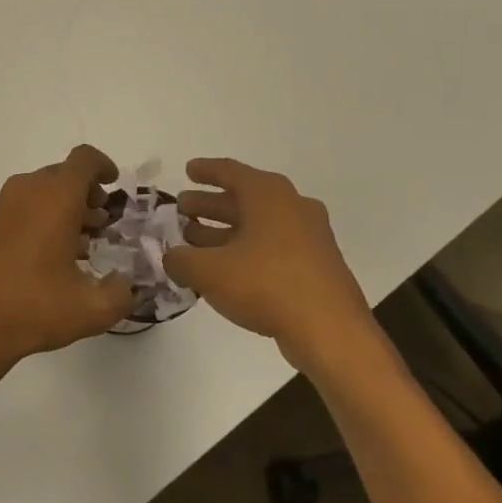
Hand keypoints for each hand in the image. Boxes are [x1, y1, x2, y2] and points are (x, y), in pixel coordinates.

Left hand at [0, 144, 135, 366]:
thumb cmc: (34, 307)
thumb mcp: (91, 309)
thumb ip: (121, 293)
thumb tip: (126, 284)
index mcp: (56, 197)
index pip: (84, 159)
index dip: (103, 166)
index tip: (114, 186)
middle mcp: (29, 190)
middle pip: (64, 174)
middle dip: (87, 193)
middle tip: (103, 223)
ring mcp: (4, 205)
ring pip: (44, 190)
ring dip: (67, 207)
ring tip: (85, 242)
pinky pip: (26, 205)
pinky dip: (45, 216)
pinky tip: (55, 255)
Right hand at [162, 158, 377, 377]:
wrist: (331, 332)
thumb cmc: (267, 285)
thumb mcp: (209, 271)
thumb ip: (180, 260)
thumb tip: (171, 258)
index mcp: (268, 195)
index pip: (230, 171)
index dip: (205, 170)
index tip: (187, 170)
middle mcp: (292, 207)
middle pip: (244, 198)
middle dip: (211, 204)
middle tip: (183, 207)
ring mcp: (308, 237)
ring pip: (258, 225)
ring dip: (225, 229)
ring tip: (193, 239)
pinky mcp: (315, 266)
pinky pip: (272, 247)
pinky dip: (245, 250)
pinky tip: (223, 269)